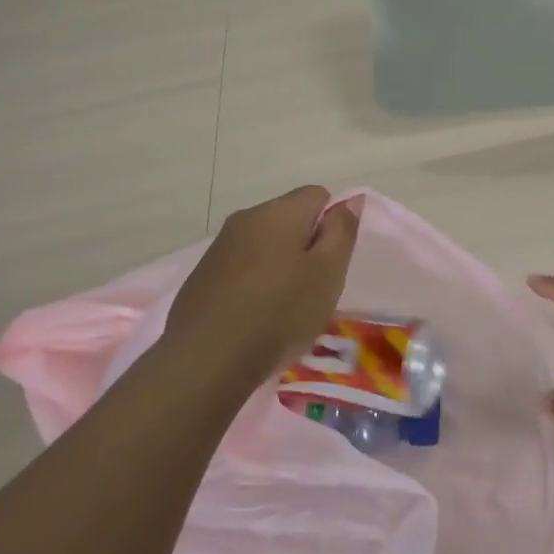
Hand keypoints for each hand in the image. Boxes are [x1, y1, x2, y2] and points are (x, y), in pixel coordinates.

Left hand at [167, 187, 360, 381]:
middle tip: (313, 288)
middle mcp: (245, 218)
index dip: (333, 224)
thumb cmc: (280, 313)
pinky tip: (255, 317)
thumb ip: (342, 231)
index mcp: (279, 212)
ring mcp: (219, 247)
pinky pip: (241, 268)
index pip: (318, 195)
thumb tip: (350, 199)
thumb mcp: (328, 273)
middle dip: (306, 246)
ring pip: (264, 244)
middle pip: (289, 219)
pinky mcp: (202, 275)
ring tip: (284, 308)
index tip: (332, 262)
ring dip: (280, 266)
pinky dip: (254, 284)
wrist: (207, 359)